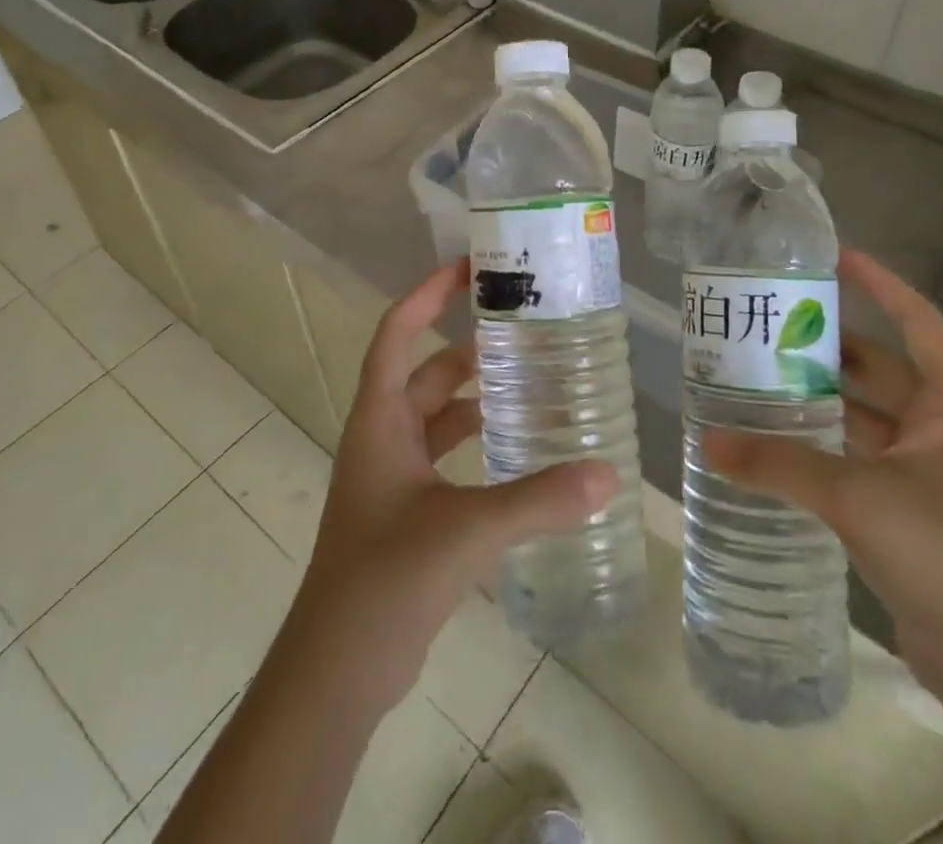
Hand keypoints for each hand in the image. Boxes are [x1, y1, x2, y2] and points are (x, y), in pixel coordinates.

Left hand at [292, 258, 616, 714]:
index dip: (427, 295)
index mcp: (380, 420)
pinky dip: (477, 444)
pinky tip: (518, 451)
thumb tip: (607, 474)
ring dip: (475, 396)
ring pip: (437, 416)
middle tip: (521, 329)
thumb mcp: (466, 530)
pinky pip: (446, 457)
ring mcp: (393, 477)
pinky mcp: (408, 511)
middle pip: (425, 372)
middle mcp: (383, 437)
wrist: (335, 672)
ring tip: (530, 381)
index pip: (397, 333)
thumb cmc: (385, 579)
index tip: (469, 269)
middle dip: (467, 347)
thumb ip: (538, 500)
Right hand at [703, 250, 942, 696]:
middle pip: (884, 367)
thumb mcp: (855, 497)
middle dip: (830, 346)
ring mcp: (938, 471)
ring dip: (824, 397)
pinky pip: (866, 455)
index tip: (832, 257)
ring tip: (762, 375)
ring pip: (871, 414)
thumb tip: (706, 441)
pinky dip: (828, 443)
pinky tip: (783, 440)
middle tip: (770, 325)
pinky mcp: (920, 509)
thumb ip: (778, 463)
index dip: (879, 284)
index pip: (918, 320)